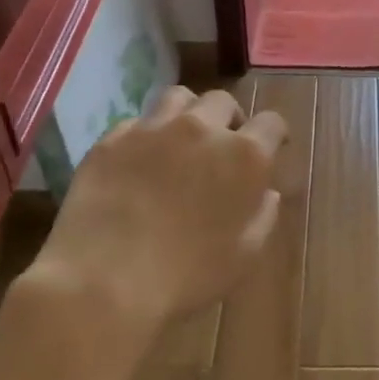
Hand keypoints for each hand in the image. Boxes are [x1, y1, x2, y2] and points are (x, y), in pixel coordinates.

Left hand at [27, 86, 287, 339]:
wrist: (104, 282)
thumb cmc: (188, 275)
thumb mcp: (244, 256)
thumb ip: (263, 216)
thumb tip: (267, 193)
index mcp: (245, 156)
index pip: (271, 123)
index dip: (274, 134)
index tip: (271, 149)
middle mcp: (202, 129)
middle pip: (223, 102)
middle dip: (229, 120)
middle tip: (222, 147)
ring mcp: (153, 129)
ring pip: (179, 98)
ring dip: (189, 114)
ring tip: (181, 140)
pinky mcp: (112, 139)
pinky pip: (136, 123)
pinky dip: (146, 135)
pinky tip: (139, 162)